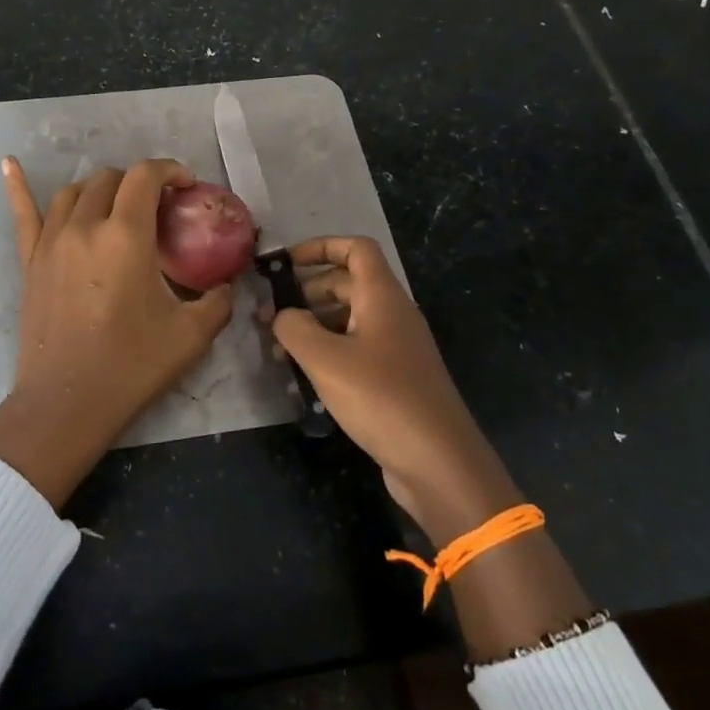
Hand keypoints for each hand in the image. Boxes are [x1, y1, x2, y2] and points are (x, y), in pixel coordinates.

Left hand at [0, 157, 235, 507]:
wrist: (67, 403)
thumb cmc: (131, 366)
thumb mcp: (192, 335)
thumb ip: (218, 301)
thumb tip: (228, 284)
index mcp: (126, 236)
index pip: (145, 176)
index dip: (169, 170)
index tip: (185, 186)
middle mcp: (84, 227)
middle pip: (110, 179)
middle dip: (138, 183)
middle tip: (157, 209)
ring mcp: (51, 242)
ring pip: (73, 192)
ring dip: (99, 189)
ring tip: (116, 206)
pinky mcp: (30, 261)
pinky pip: (23, 214)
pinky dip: (18, 186)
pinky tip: (10, 164)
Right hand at [273, 237, 521, 545]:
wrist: (439, 462)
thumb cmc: (381, 398)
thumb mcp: (325, 359)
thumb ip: (294, 328)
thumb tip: (282, 315)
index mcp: (382, 297)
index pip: (356, 249)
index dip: (320, 247)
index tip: (285, 264)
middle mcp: (393, 315)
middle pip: (348, 283)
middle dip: (307, 291)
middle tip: (270, 312)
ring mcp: (397, 348)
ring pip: (349, 319)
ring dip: (314, 325)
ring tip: (278, 347)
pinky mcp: (395, 379)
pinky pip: (356, 349)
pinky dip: (328, 352)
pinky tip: (303, 375)